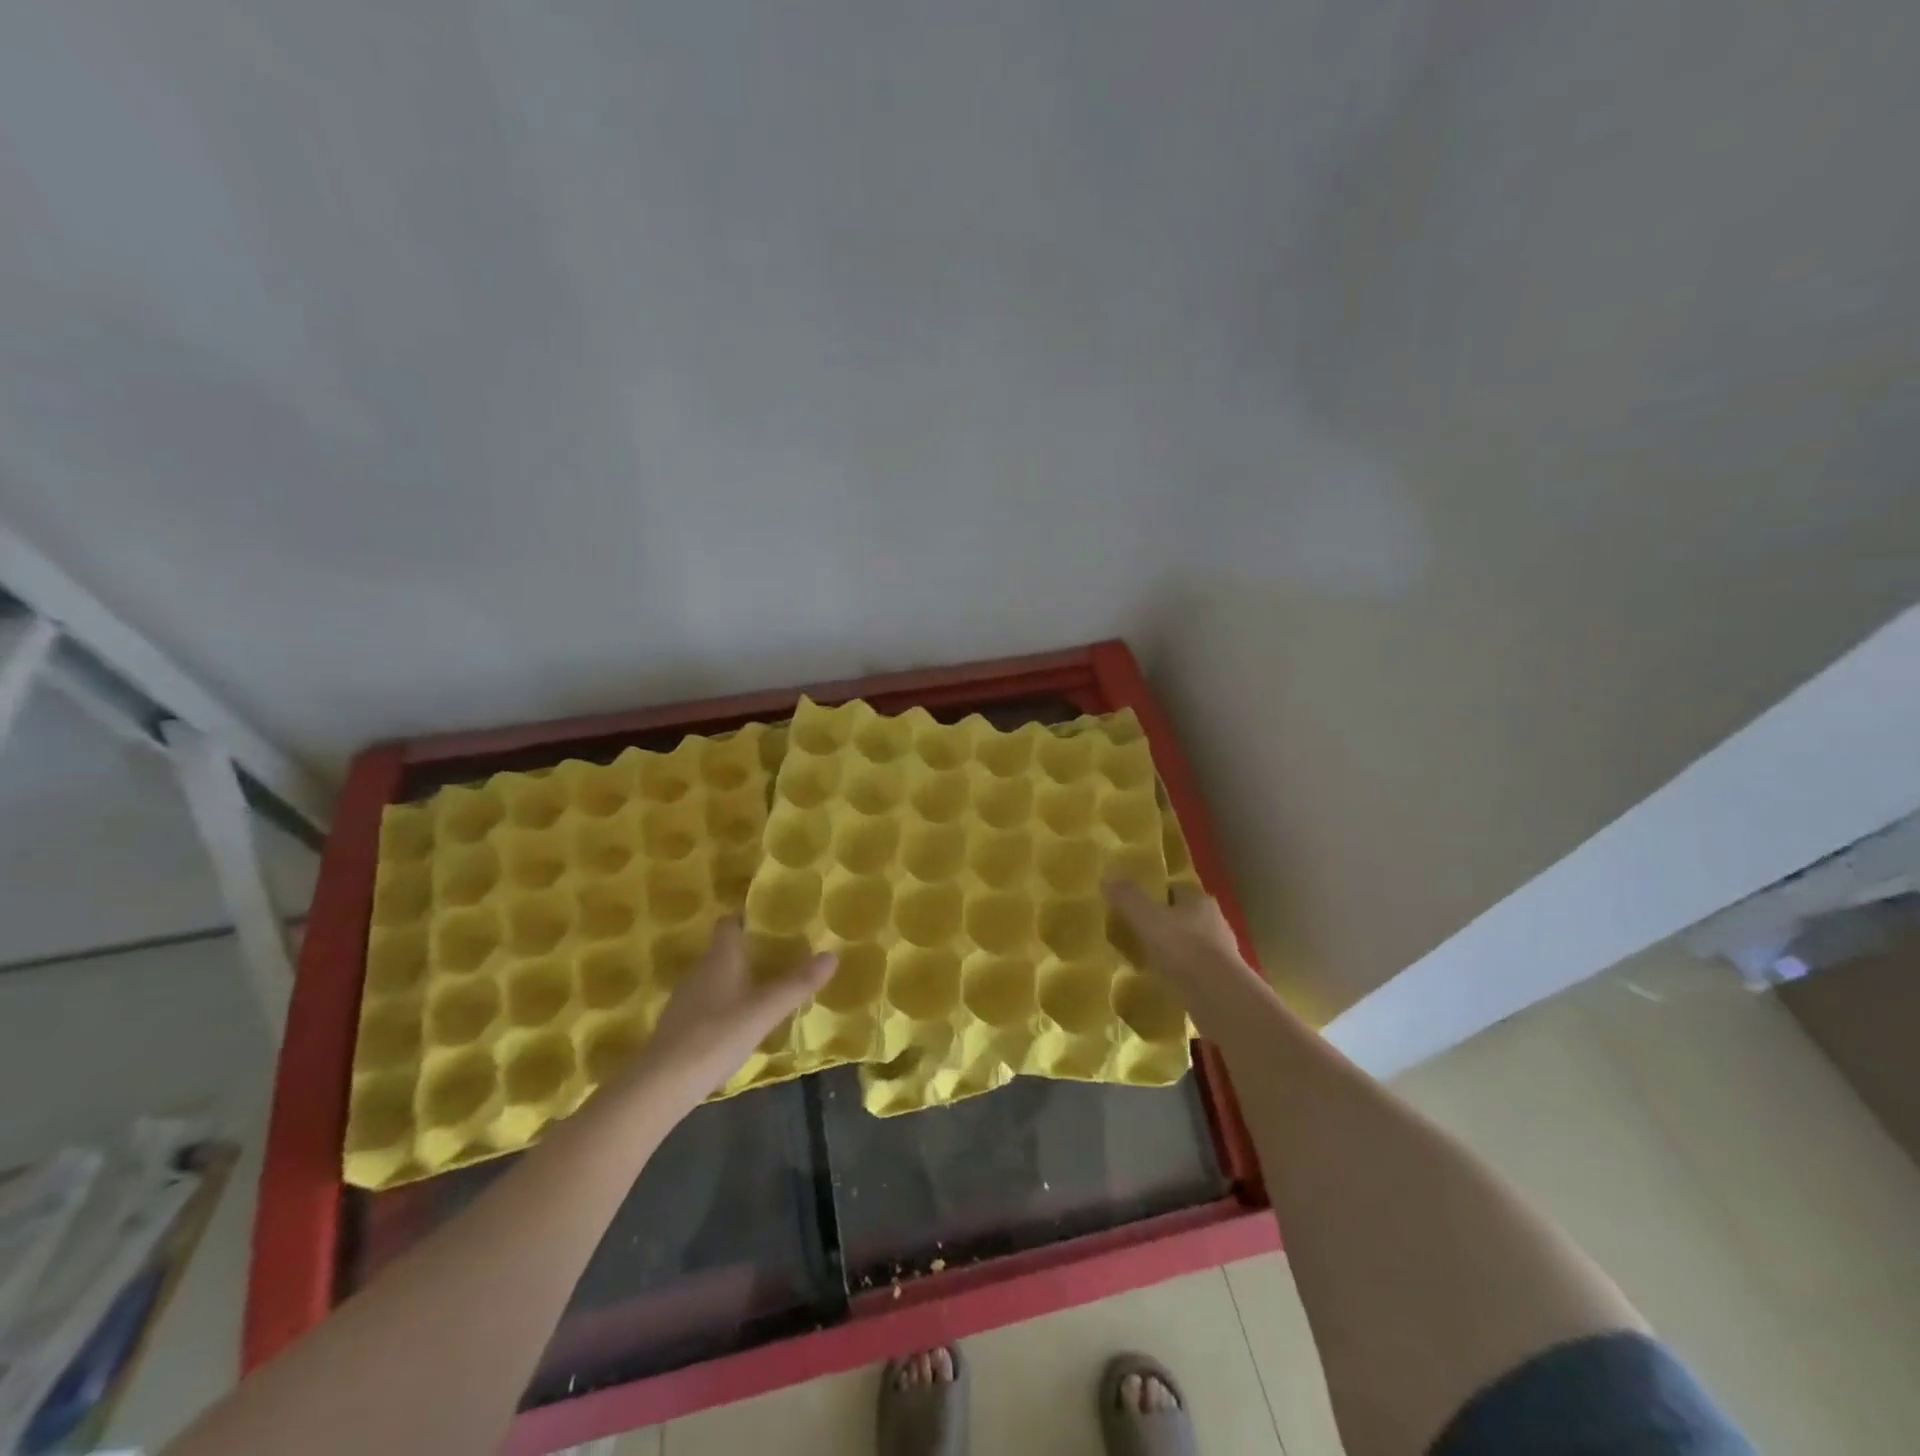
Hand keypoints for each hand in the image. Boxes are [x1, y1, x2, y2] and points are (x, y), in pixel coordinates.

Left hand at [630, 918, 835, 1102]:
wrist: (661, 1085)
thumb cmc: (716, 1036)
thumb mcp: (764, 1011)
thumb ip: (797, 984)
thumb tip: (831, 955)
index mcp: (720, 957)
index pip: (730, 922)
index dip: (749, 917)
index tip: (775, 920)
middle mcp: (700, 970)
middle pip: (725, 949)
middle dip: (751, 949)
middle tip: (783, 954)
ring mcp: (686, 998)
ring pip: (716, 976)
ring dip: (738, 977)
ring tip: (768, 985)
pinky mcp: (680, 1025)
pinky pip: (708, 1001)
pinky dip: (726, 1002)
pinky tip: (742, 1020)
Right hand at [1102, 879, 1258, 1015]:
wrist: (1218, 997)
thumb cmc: (1182, 948)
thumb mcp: (1146, 918)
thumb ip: (1127, 897)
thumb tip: (1107, 876)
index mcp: (1199, 901)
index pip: (1174, 890)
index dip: (1154, 895)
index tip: (1133, 905)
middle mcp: (1215, 922)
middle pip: (1183, 917)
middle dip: (1163, 924)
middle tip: (1136, 933)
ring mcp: (1222, 953)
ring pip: (1190, 945)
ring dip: (1172, 951)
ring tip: (1146, 961)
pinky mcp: (1222, 981)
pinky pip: (1194, 971)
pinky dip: (1180, 974)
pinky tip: (1163, 983)